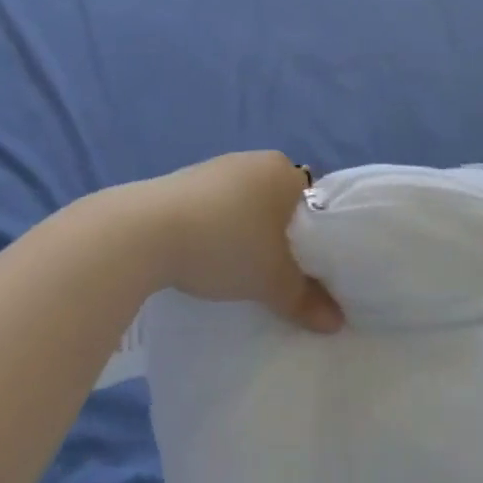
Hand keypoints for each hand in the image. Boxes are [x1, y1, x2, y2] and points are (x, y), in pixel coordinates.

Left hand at [142, 152, 344, 333]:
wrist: (146, 230)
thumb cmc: (226, 243)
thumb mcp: (272, 280)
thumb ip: (305, 299)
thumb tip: (336, 322)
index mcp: (282, 171)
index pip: (314, 202)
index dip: (315, 237)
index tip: (307, 270)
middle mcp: (253, 160)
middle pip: (279, 203)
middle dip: (279, 236)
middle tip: (277, 274)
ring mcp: (215, 167)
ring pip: (245, 204)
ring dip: (246, 232)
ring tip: (239, 270)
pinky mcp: (184, 181)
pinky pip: (215, 207)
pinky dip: (217, 229)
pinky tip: (207, 256)